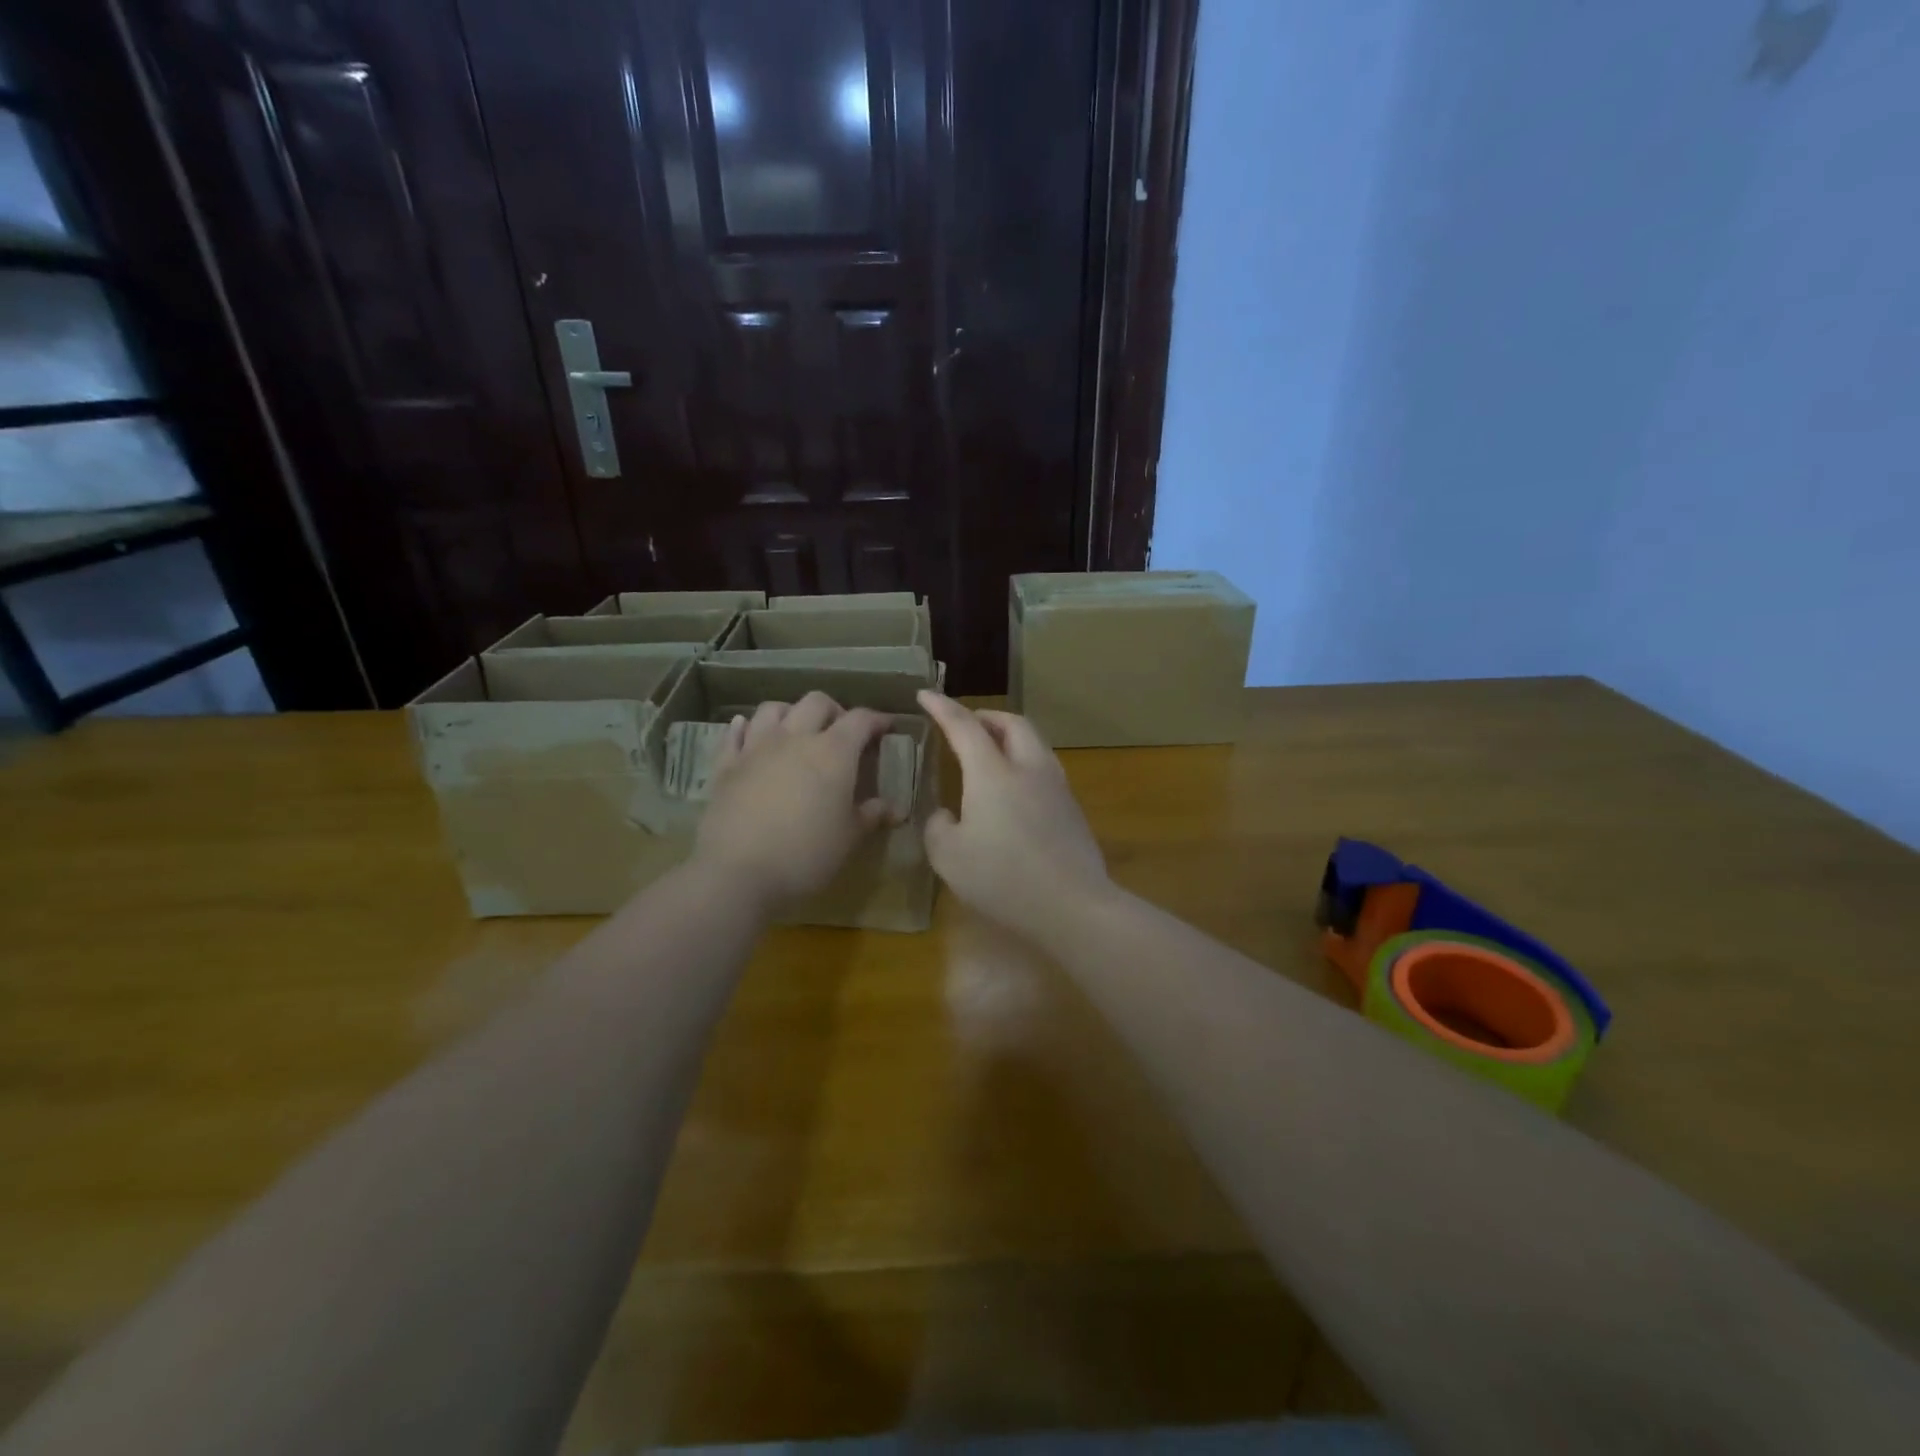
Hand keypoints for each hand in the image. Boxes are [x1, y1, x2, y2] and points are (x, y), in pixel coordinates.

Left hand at [694, 692, 896, 911]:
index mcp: (833, 753)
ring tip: (798, 731)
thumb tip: (894, 808)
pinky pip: (735, 732)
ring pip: (774, 709)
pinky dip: (746, 727)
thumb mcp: (848, 838)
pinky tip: (749, 731)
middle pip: (816, 702)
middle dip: (834, 710)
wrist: (737, 872)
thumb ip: (871, 816)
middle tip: (842, 732)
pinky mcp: (726, 764)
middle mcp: (795, 738)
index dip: (877, 719)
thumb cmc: (805, 855)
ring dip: (791, 712)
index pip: (860, 720)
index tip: (887, 727)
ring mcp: (756, 747)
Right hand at [917, 691, 1110, 941]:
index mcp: (993, 773)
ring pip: (1035, 743)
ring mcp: (1056, 787)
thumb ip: (938, 827)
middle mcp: (1028, 769)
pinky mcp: (1072, 809)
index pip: (964, 726)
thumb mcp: (948, 857)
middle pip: (1013, 723)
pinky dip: (1024, 762)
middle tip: (966, 724)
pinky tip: (1014, 790)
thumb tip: (946, 815)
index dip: (942, 708)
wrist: (1072, 905)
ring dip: (1010, 737)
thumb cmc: (1002, 878)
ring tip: (991, 751)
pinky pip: (1045, 769)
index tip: (925, 694)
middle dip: (987, 716)